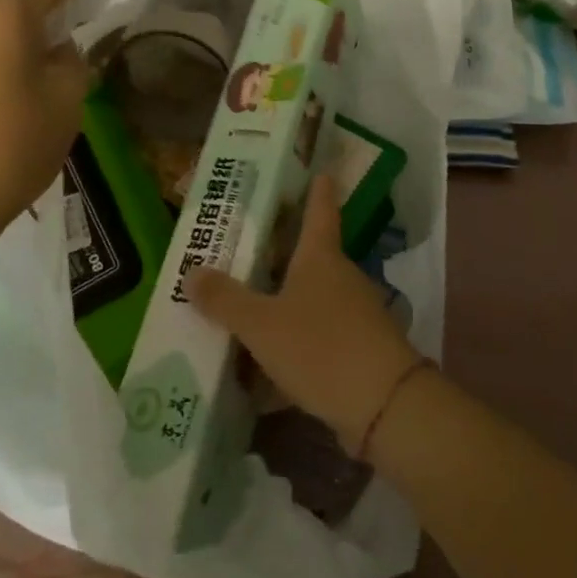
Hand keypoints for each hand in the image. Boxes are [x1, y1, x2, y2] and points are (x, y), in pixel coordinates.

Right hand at [187, 175, 419, 447]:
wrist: (384, 406)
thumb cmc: (321, 347)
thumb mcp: (262, 325)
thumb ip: (226, 300)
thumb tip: (192, 272)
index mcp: (321, 257)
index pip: (320, 210)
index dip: (318, 190)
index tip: (319, 170)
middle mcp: (340, 278)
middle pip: (308, 256)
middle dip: (279, 253)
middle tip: (243, 248)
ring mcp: (353, 315)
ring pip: (309, 300)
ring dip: (281, 303)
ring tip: (242, 311)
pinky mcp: (356, 351)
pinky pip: (315, 339)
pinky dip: (291, 346)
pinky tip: (262, 374)